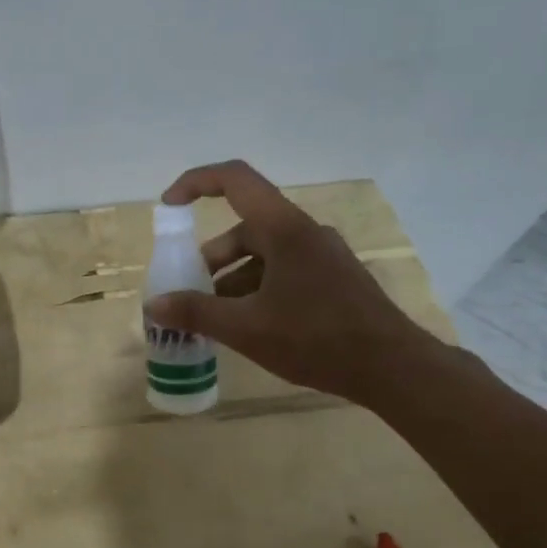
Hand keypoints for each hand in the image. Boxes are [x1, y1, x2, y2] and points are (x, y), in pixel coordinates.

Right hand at [146, 160, 439, 404]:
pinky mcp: (332, 278)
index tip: (169, 206)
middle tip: (190, 292)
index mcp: (284, 229)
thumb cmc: (316, 339)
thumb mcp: (246, 328)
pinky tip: (249, 325)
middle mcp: (304, 232)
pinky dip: (257, 289)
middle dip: (211, 257)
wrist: (391, 367)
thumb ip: (197, 312)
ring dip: (232, 278)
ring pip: (264, 253)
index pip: (235, 180)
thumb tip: (155, 305)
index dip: (196, 183)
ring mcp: (322, 255)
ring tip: (214, 317)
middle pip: (246, 227)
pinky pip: (283, 271)